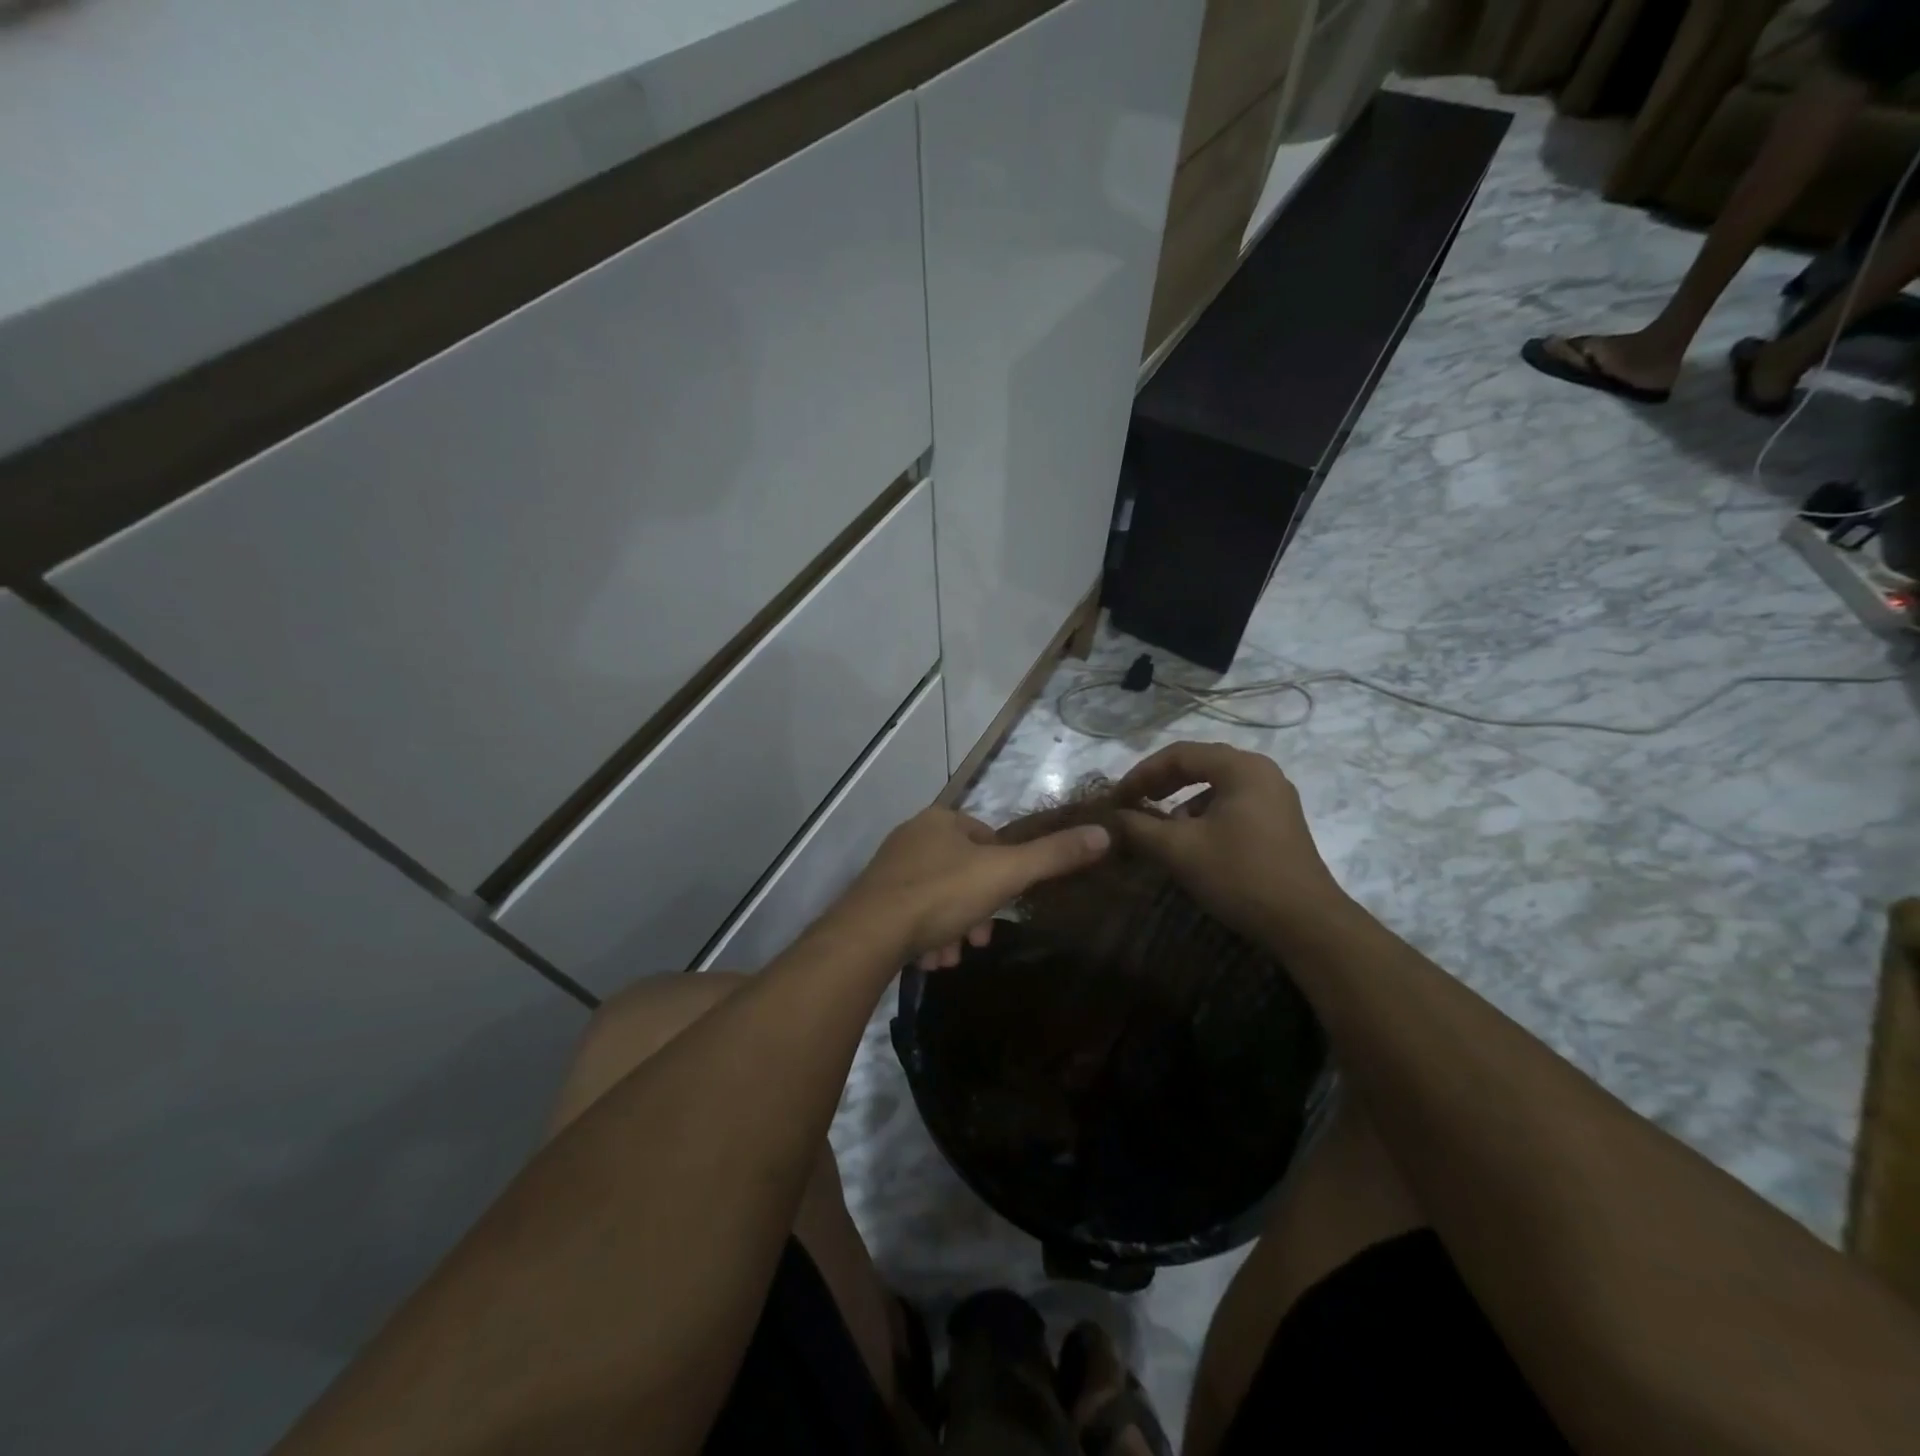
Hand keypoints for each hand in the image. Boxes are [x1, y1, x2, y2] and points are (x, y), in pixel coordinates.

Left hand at [835, 807, 1110, 967]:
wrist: (869, 934)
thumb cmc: (942, 895)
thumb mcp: (1005, 874)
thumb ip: (1054, 856)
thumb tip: (1104, 834)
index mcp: (941, 821)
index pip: (987, 840)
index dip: (1003, 875)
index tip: (1004, 907)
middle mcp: (912, 837)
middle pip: (963, 873)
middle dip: (976, 910)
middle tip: (979, 942)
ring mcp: (890, 868)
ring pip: (938, 898)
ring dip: (952, 929)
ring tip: (950, 958)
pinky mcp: (873, 900)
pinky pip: (911, 914)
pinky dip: (925, 936)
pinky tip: (929, 960)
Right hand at [1112, 741, 1343, 941]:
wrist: (1306, 925)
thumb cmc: (1240, 876)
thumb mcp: (1180, 850)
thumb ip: (1139, 828)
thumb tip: (1112, 818)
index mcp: (1241, 768)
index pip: (1179, 754)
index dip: (1142, 773)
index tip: (1117, 798)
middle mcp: (1261, 772)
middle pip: (1199, 765)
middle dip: (1160, 784)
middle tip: (1132, 804)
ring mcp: (1274, 798)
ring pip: (1215, 786)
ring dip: (1181, 802)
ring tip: (1159, 827)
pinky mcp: (1278, 823)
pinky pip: (1231, 805)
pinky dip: (1204, 816)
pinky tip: (1192, 842)